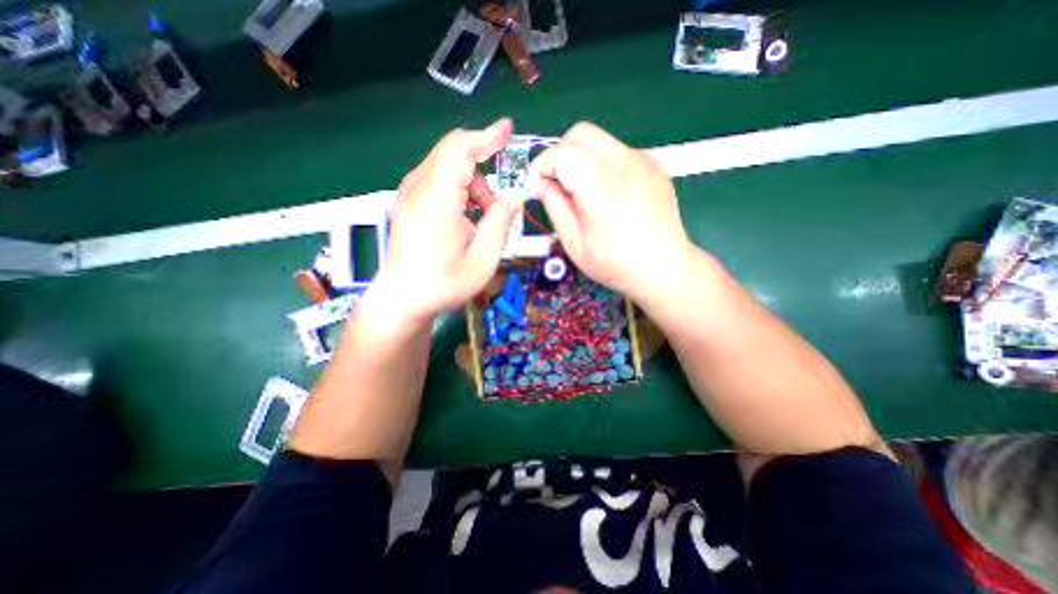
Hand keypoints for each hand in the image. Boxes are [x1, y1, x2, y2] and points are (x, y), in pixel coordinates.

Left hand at [372, 119, 520, 326]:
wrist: (402, 299)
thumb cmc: (443, 285)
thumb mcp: (482, 262)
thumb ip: (500, 224)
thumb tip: (512, 199)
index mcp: (437, 203)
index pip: (460, 150)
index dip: (486, 136)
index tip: (507, 130)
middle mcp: (418, 190)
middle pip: (454, 154)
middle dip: (485, 172)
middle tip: (497, 206)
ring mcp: (409, 193)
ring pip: (448, 166)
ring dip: (474, 186)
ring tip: (481, 221)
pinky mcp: (409, 200)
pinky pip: (439, 179)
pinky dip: (461, 191)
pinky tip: (465, 219)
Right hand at [530, 121, 695, 304]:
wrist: (663, 267)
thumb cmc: (616, 264)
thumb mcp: (574, 243)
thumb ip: (554, 207)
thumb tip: (542, 184)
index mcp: (601, 187)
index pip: (562, 153)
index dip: (543, 166)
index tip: (538, 186)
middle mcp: (624, 164)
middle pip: (581, 133)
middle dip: (561, 154)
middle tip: (558, 183)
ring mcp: (643, 161)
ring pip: (599, 139)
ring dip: (581, 157)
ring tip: (583, 190)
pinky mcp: (653, 164)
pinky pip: (618, 151)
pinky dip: (602, 164)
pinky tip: (607, 192)